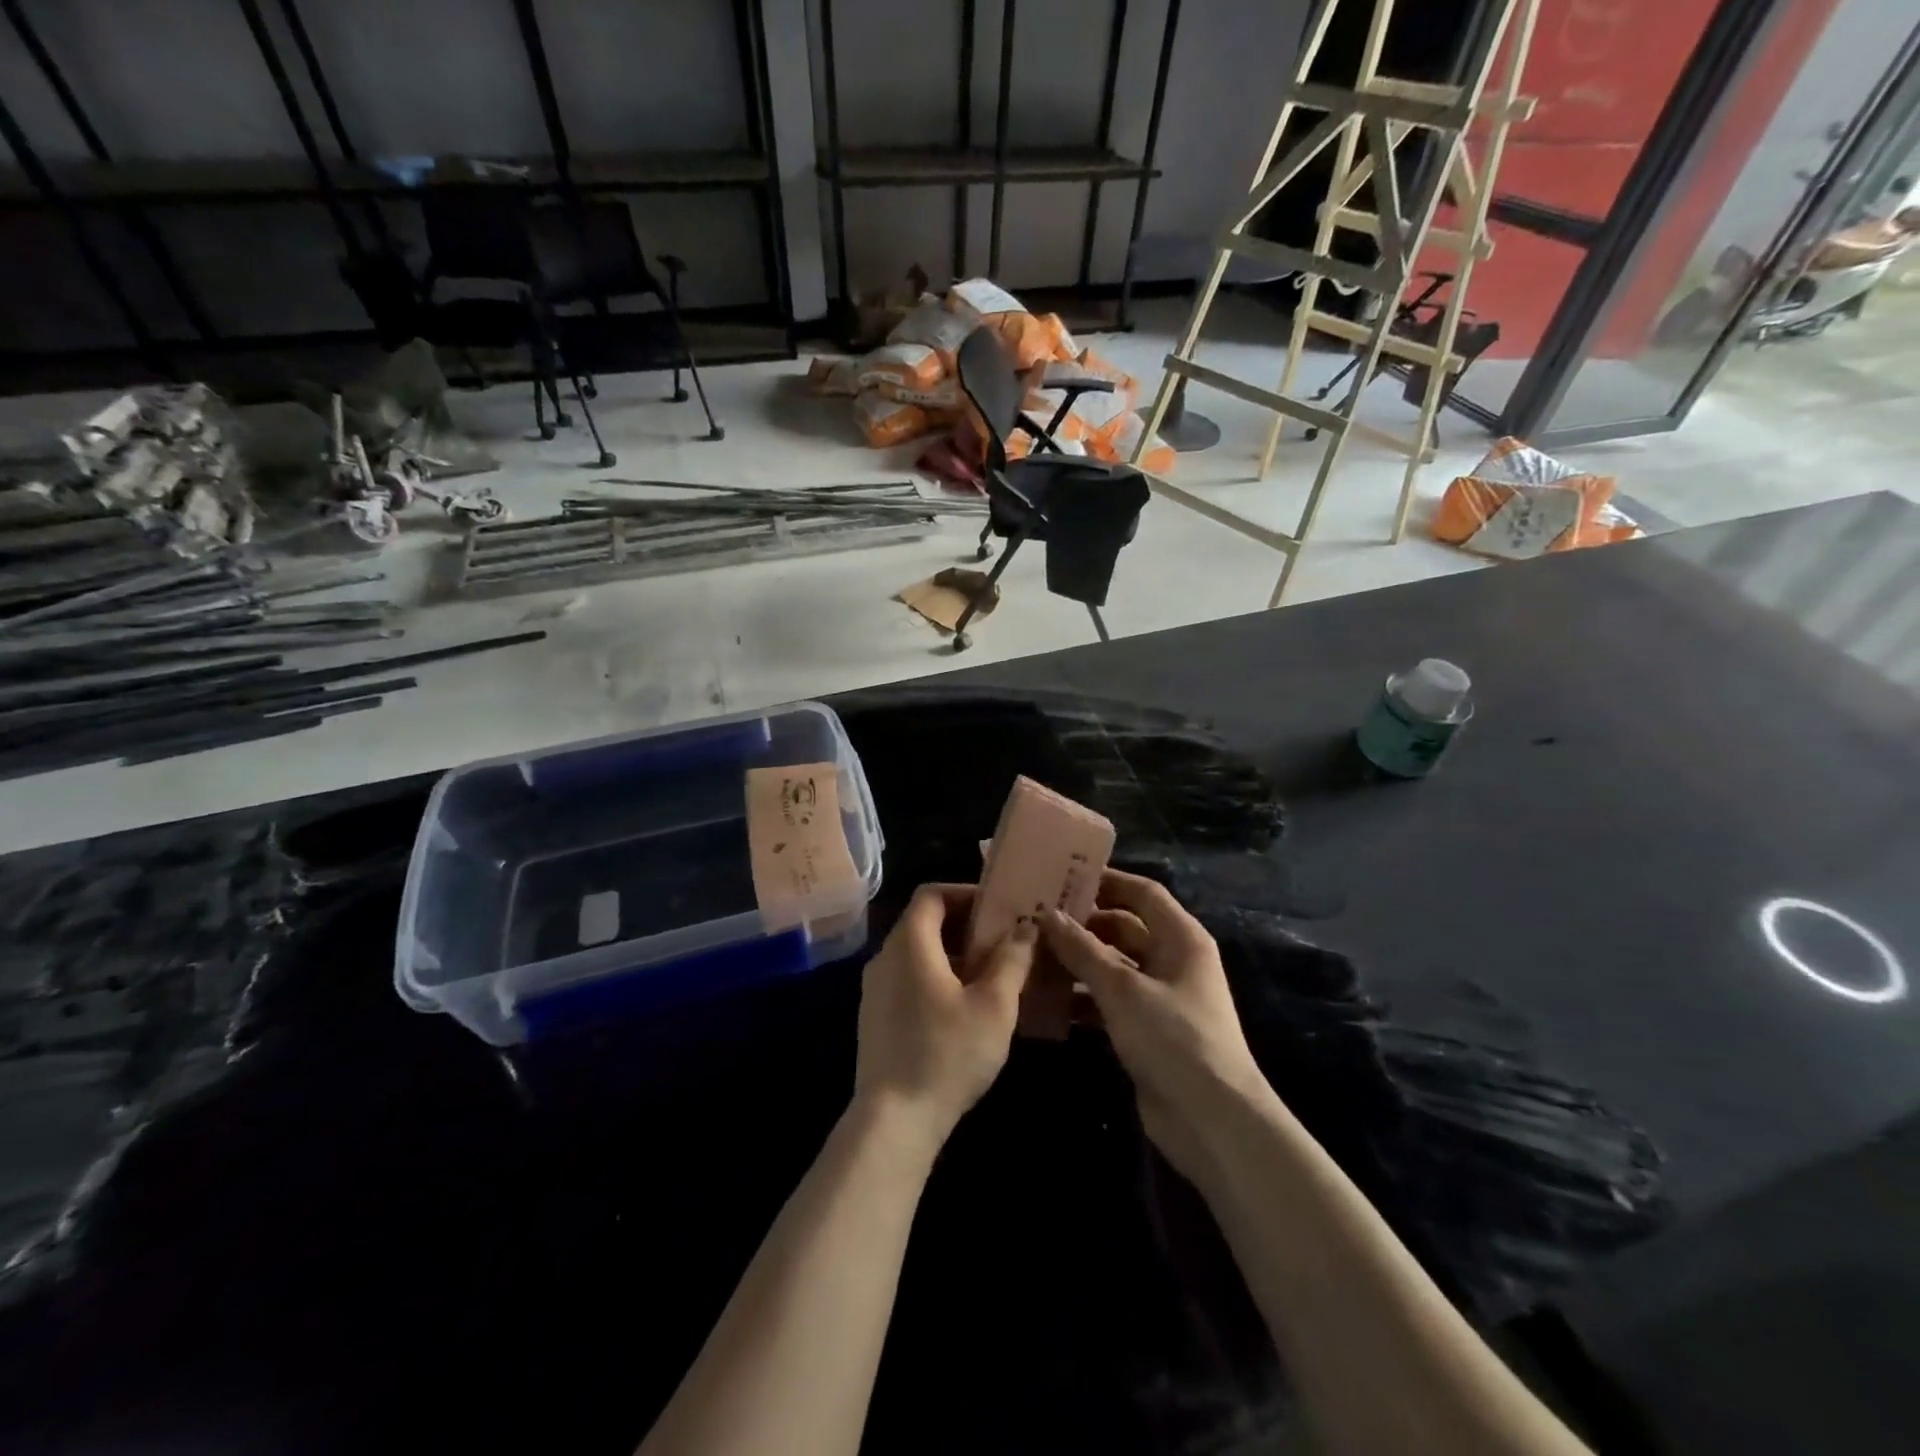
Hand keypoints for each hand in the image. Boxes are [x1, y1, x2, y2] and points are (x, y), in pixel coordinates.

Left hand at [853, 883, 1034, 1154]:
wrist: (893, 1121)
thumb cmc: (947, 1054)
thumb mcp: (993, 1006)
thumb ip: (1011, 960)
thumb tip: (1026, 927)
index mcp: (909, 944)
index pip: (930, 894)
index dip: (965, 893)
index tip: (998, 908)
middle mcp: (885, 957)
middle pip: (924, 922)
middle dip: (965, 926)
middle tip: (1004, 941)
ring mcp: (875, 989)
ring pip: (917, 953)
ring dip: (953, 954)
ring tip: (992, 974)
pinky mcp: (875, 1018)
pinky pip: (908, 979)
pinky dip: (936, 978)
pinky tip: (964, 1008)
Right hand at [1041, 871, 1268, 1185]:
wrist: (1213, 1122)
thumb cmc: (1174, 1039)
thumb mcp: (1123, 989)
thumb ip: (1083, 950)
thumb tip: (1048, 915)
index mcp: (1181, 939)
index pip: (1142, 893)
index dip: (1106, 881)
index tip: (1063, 877)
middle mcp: (1173, 961)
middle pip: (1124, 928)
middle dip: (1083, 924)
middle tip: (1035, 919)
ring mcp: (1160, 997)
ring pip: (1112, 966)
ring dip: (1077, 963)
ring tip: (1031, 957)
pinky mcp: (1147, 1030)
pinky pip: (1109, 1001)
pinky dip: (1083, 999)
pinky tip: (1047, 1001)